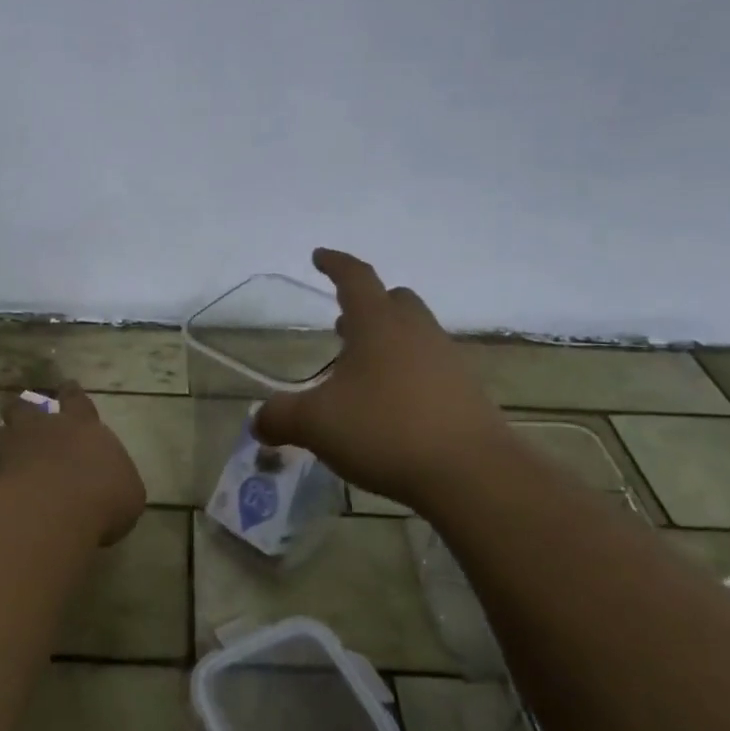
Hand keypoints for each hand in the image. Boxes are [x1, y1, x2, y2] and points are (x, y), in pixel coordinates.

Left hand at [0, 386, 145, 544]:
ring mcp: (7, 445)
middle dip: (22, 409)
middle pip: (25, 406)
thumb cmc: (103, 498)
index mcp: (81, 426)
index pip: (77, 400)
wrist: (54, 509)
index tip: (67, 386)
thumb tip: (113, 486)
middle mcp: (42, 427)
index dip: (71, 393)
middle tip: (19, 415)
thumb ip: (116, 482)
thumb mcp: (128, 494)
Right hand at [253, 249, 509, 511]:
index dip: (335, 264)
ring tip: (362, 371)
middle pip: (394, 300)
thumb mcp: (317, 424)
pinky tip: (392, 405)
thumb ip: (281, 417)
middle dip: (367, 306)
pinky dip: (408, 373)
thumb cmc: (385, 430)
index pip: (355, 277)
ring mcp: (447, 360)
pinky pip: (431, 366)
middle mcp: (416, 332)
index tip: (319, 256)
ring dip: (388, 341)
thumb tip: (257, 422)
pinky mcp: (466, 392)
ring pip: (415, 333)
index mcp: (378, 324)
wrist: (472, 474)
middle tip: (343, 325)